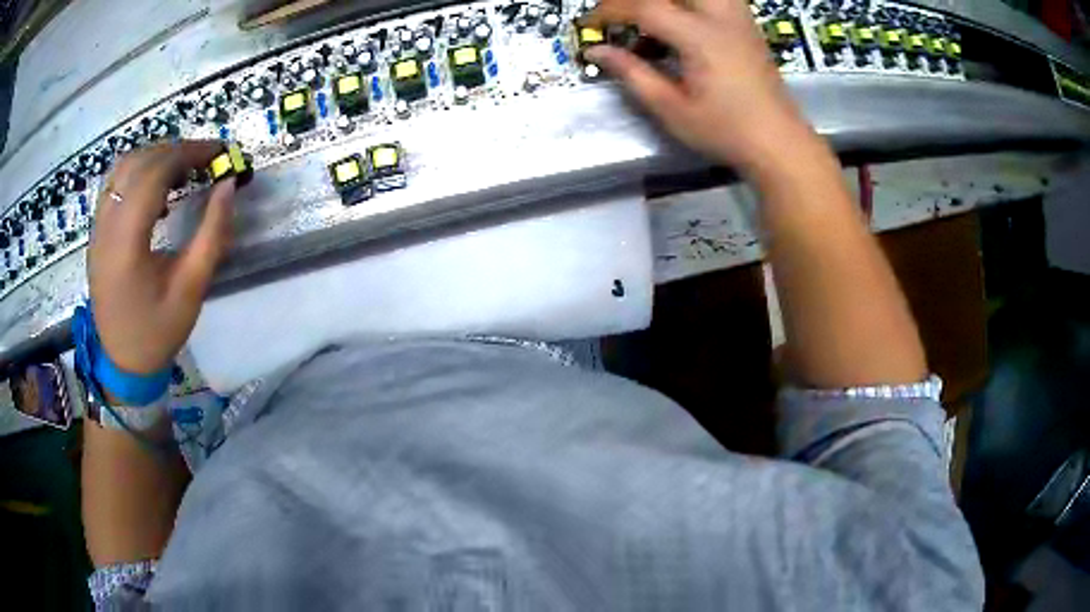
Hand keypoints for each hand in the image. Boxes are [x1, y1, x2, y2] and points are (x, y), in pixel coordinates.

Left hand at [88, 140, 235, 374]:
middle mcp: (106, 228)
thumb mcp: (191, 289)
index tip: (219, 153)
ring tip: (182, 169)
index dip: (188, 153)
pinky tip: (156, 189)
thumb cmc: (158, 331)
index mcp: (126, 244)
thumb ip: (212, 234)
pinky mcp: (96, 232)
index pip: (154, 173)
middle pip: (138, 162)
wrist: (123, 363)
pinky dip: (138, 172)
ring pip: (123, 167)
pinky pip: (115, 184)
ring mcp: (97, 228)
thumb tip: (228, 185)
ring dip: (155, 157)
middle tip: (205, 159)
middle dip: (175, 151)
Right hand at [586, 0, 809, 173]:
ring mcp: (739, 17)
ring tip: (652, 18)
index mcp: (700, 36)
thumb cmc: (726, 131)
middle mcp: (721, 16)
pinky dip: (692, 3)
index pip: (645, 6)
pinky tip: (683, 20)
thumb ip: (632, 74)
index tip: (589, 24)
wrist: (779, 142)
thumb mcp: (672, 109)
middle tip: (621, 16)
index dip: (609, 10)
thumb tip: (596, 51)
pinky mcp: (747, 24)